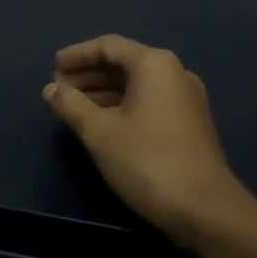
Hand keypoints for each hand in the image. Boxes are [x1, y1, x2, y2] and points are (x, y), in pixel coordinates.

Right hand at [44, 35, 245, 243]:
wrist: (206, 211)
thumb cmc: (147, 161)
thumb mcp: (99, 132)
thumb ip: (70, 105)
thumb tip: (50, 89)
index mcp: (154, 65)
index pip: (108, 46)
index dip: (77, 55)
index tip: (53, 67)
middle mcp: (174, 73)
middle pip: (123, 62)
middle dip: (88, 74)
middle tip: (59, 89)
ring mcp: (186, 99)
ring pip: (136, 84)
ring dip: (103, 92)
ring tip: (73, 107)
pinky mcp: (190, 124)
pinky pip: (149, 101)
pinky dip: (122, 105)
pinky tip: (102, 124)